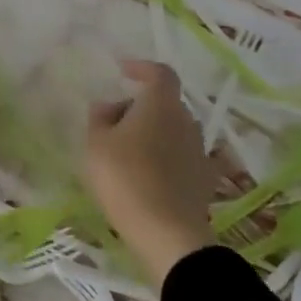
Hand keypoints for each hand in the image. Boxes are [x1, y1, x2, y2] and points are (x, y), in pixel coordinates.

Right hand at [84, 62, 219, 282]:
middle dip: (140, 106)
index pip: (160, 73)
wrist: (167, 233)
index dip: (142, 68)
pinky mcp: (203, 179)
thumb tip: (109, 106)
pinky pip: (179, 155)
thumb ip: (100, 118)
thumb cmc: (126, 177)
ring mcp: (199, 151)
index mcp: (161, 105)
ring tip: (123, 150)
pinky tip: (142, 174)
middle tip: (111, 121)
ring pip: (172, 130)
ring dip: (151, 132)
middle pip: (165, 103)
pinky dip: (162, 156)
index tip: (123, 71)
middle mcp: (186, 121)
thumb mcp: (97, 143)